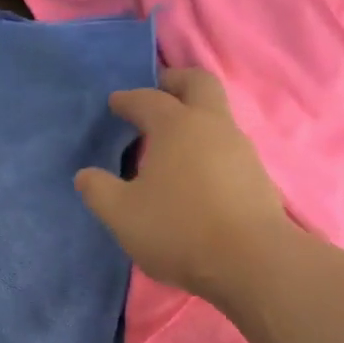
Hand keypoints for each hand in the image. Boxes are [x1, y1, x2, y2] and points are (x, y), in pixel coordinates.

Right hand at [75, 67, 290, 299]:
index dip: (128, 99)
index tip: (115, 103)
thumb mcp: (122, 215)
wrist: (250, 261)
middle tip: (158, 90)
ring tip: (173, 142)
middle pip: (199, 83)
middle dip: (176, 81)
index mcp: (176, 125)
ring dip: (195, 118)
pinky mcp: (258, 176)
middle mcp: (212, 125)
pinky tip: (197, 175)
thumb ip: (98, 191)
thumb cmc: (178, 229)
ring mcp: (241, 149)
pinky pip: (228, 148)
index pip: (148, 99)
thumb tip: (86, 175)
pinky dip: (209, 149)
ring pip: (218, 116)